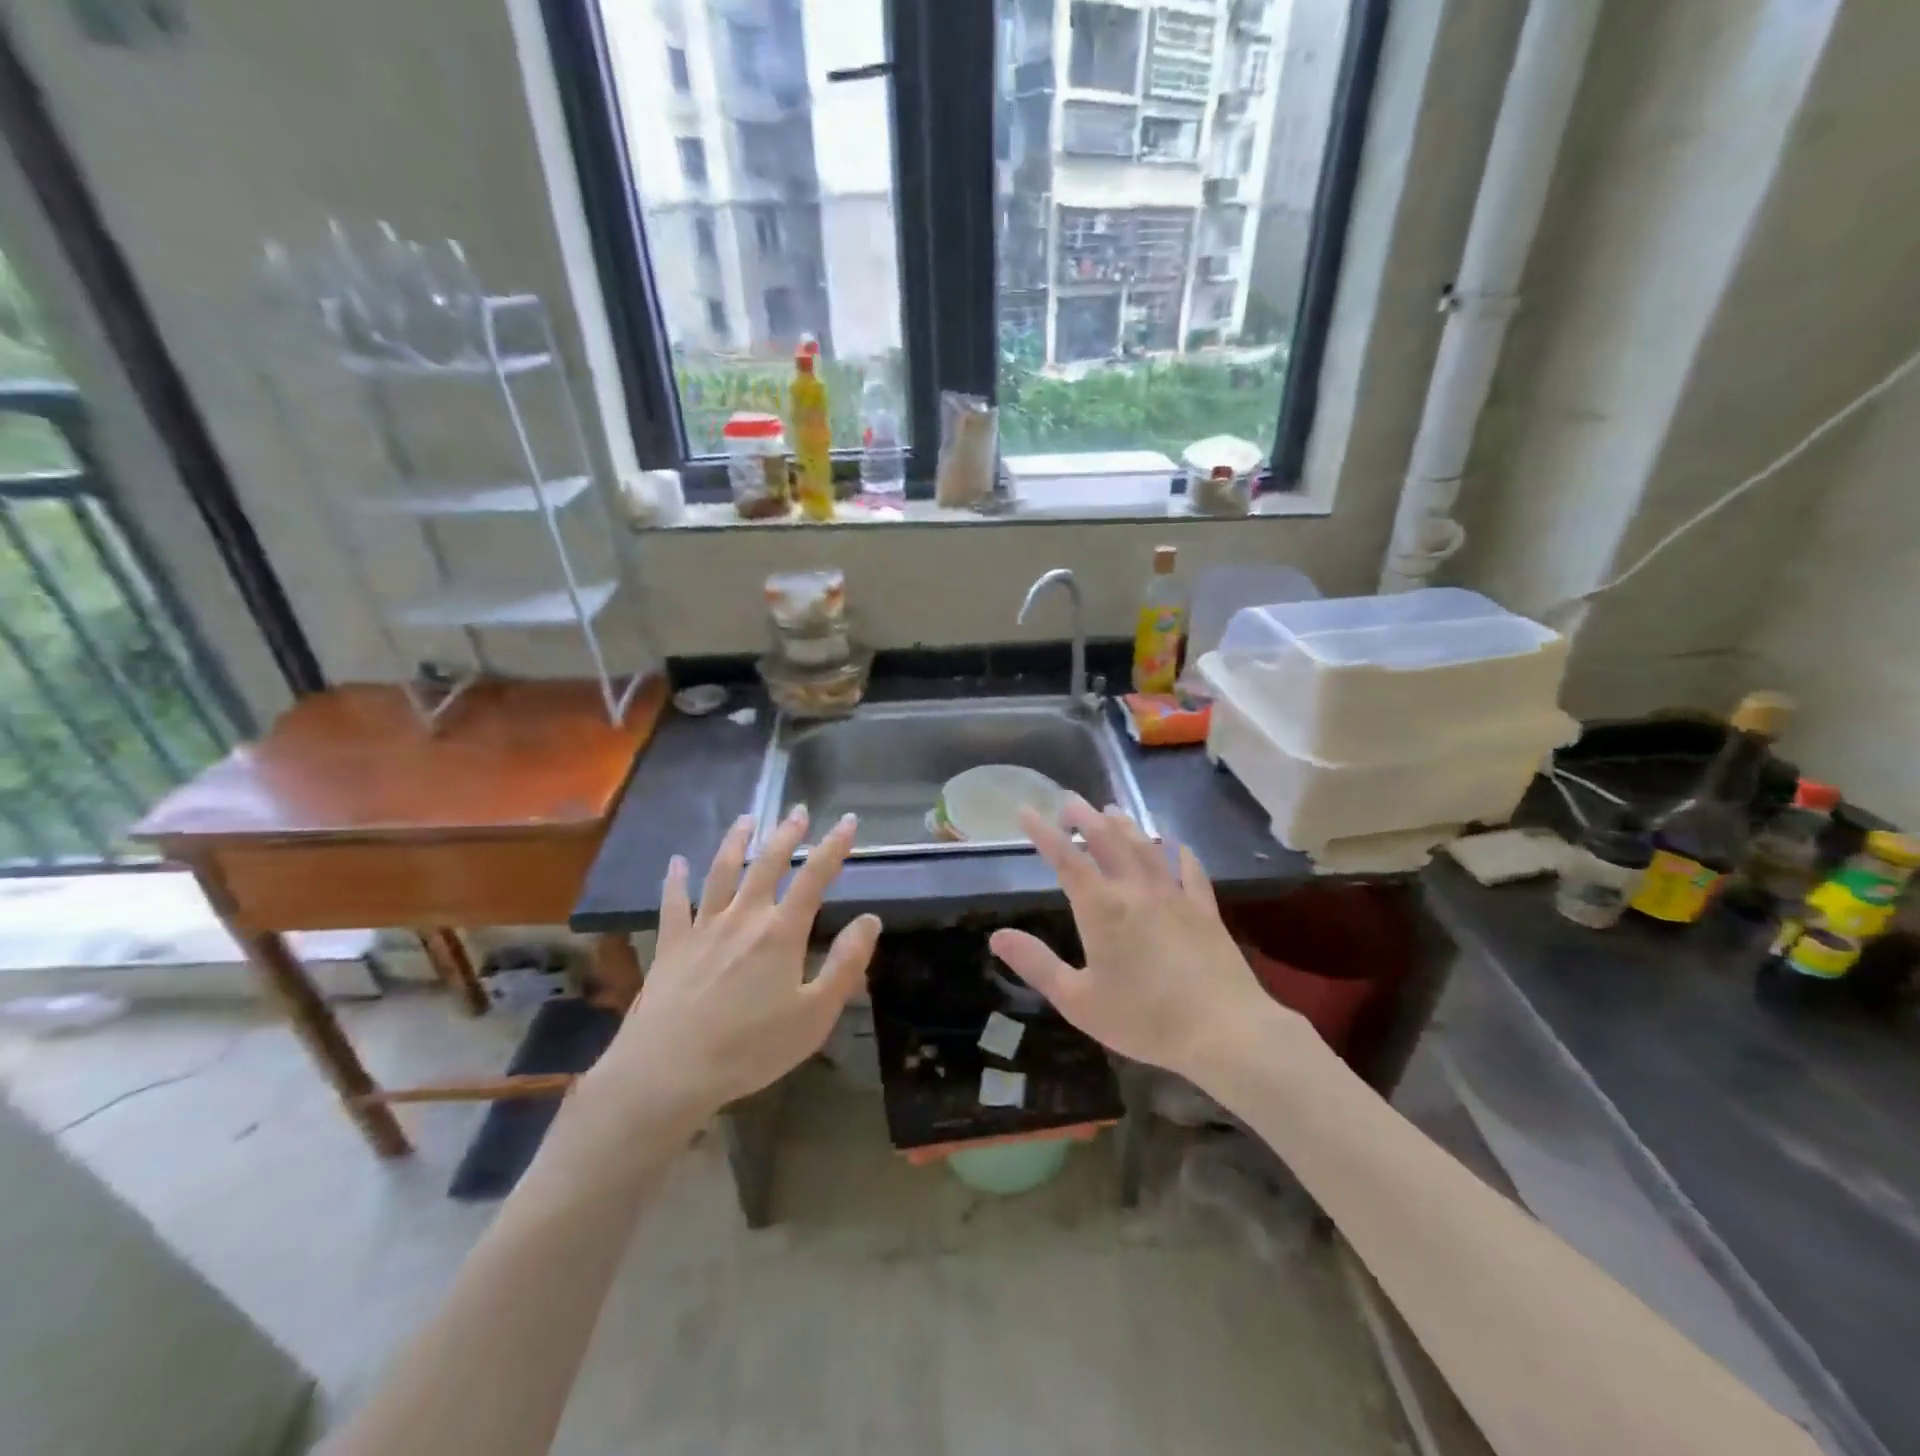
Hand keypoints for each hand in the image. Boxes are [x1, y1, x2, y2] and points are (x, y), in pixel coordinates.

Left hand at [594, 807, 880, 1122]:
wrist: (668, 1071)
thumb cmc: (750, 1048)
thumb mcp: (814, 1015)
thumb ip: (846, 964)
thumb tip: (871, 919)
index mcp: (781, 932)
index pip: (815, 877)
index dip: (834, 846)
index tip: (847, 821)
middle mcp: (743, 917)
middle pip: (767, 864)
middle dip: (786, 835)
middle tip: (797, 811)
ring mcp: (703, 927)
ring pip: (721, 872)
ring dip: (736, 842)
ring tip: (746, 819)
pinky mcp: (671, 945)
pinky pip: (673, 903)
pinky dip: (675, 880)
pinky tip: (676, 863)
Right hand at [989, 797, 1296, 1082]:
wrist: (1223, 1031)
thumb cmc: (1144, 1019)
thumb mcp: (1077, 1001)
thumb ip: (1036, 964)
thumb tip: (997, 937)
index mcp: (1101, 909)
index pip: (1065, 859)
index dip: (1043, 832)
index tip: (1026, 809)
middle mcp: (1135, 890)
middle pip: (1107, 841)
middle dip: (1085, 817)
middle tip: (1070, 801)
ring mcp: (1174, 896)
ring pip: (1145, 847)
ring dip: (1125, 825)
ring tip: (1111, 810)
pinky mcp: (1204, 909)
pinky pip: (1189, 869)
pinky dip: (1178, 850)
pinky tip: (1174, 842)